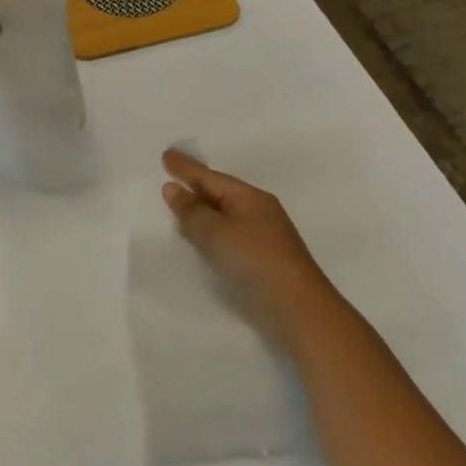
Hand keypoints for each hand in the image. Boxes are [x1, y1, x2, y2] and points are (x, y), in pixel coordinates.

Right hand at [162, 149, 334, 336]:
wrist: (300, 311)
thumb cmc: (256, 261)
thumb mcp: (217, 233)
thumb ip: (192, 211)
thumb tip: (172, 188)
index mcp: (251, 198)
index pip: (211, 178)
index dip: (186, 167)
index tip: (165, 154)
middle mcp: (259, 212)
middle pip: (220, 192)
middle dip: (196, 184)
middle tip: (170, 174)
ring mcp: (264, 236)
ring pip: (225, 214)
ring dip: (203, 208)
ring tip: (180, 203)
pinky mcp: (263, 259)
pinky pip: (229, 233)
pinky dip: (212, 229)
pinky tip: (201, 235)